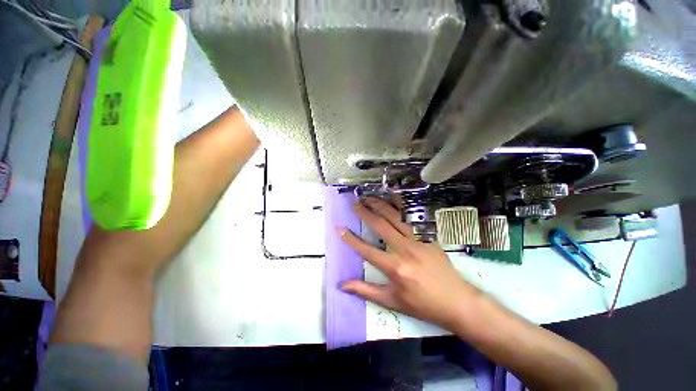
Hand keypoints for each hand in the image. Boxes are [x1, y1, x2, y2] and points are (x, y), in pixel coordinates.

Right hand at [339, 197, 480, 329]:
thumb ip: (365, 291)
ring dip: (380, 204)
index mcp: (394, 267)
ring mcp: (418, 239)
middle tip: (354, 204)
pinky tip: (393, 196)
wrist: (457, 301)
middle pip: (380, 225)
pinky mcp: (427, 235)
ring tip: (368, 197)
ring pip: (395, 216)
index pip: (366, 249)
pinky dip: (401, 204)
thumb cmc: (422, 304)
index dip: (350, 239)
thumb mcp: (392, 301)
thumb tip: (342, 285)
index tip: (339, 228)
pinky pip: (412, 217)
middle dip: (365, 212)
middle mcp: (404, 249)